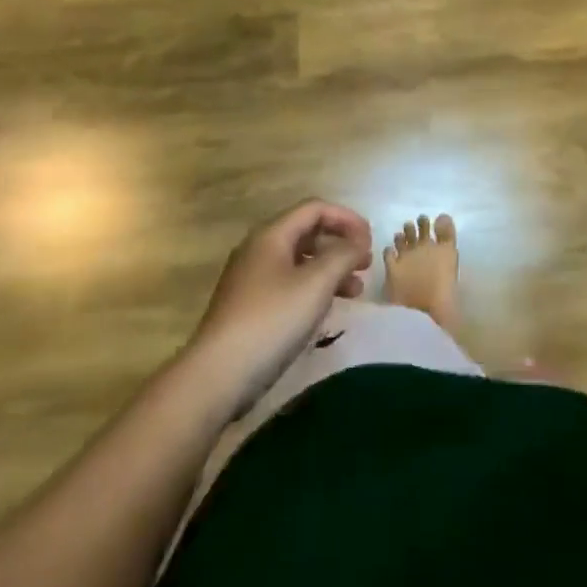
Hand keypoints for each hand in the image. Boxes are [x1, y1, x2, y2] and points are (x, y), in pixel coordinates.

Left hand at [184, 200, 373, 416]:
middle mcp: (259, 250)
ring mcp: (251, 280)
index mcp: (271, 235)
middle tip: (366, 265)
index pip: (315, 209)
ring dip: (330, 270)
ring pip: (300, 262)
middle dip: (340, 245)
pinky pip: (289, 285)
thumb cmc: (271, 321)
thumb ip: (343, 256)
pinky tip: (327, 310)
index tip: (370, 241)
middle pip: (307, 233)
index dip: (346, 218)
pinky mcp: (249, 307)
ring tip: (355, 291)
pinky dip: (313, 289)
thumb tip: (358, 243)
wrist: (216, 377)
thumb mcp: (315, 284)